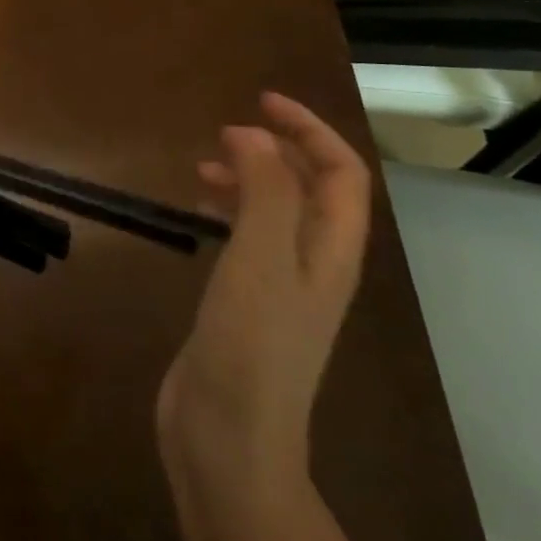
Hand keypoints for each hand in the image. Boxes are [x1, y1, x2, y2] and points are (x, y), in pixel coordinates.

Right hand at [158, 92, 371, 502]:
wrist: (228, 440)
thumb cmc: (250, 345)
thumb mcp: (261, 259)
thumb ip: (265, 191)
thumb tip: (254, 136)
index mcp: (332, 251)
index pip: (341, 173)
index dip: (309, 129)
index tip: (259, 101)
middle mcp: (316, 265)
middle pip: (314, 189)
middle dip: (277, 149)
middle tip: (224, 132)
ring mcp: (283, 288)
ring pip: (279, 212)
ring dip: (250, 178)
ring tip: (203, 167)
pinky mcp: (249, 305)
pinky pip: (249, 239)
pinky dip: (230, 211)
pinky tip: (199, 213)